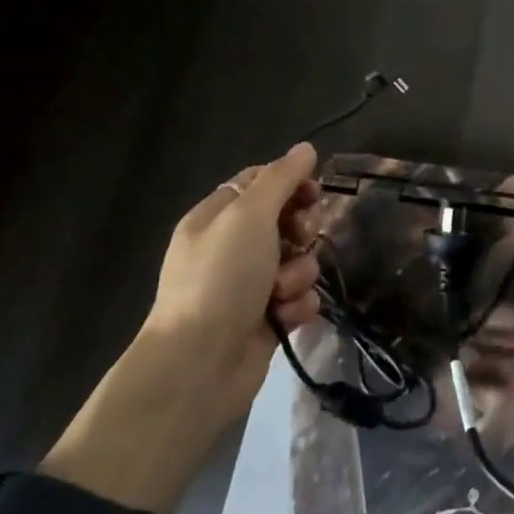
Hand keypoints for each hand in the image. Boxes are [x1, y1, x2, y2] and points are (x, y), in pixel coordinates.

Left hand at [142, 142, 324, 425]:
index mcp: (215, 218)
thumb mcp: (249, 215)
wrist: (199, 365)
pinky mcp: (265, 319)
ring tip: (282, 291)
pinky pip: (298, 298)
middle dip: (300, 230)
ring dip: (299, 273)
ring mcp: (247, 286)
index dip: (290, 183)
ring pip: (297, 261)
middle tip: (299, 238)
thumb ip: (281, 179)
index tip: (313, 192)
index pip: (259, 183)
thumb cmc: (221, 278)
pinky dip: (297, 304)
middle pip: (284, 221)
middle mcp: (230, 248)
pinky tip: (286, 316)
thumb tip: (305, 148)